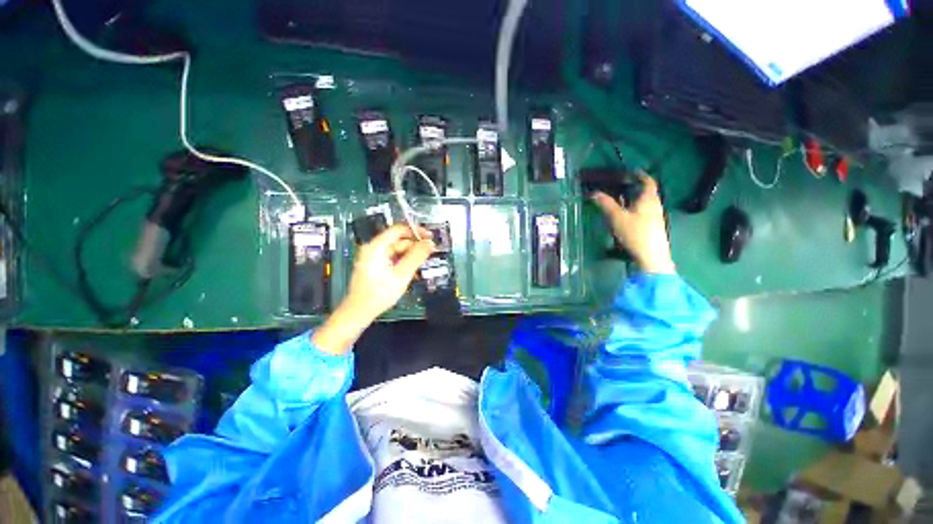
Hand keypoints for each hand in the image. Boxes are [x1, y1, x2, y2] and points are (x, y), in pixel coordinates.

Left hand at [313, 225, 433, 353]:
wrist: (358, 313)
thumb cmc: (379, 293)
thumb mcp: (402, 274)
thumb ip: (416, 257)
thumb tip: (430, 243)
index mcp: (377, 247)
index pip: (399, 230)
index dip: (416, 231)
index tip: (430, 237)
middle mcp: (374, 249)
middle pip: (398, 241)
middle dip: (415, 246)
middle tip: (431, 252)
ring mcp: (374, 258)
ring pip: (397, 251)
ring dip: (411, 256)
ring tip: (424, 263)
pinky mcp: (376, 267)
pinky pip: (393, 260)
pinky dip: (404, 263)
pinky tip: (413, 271)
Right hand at [592, 174, 674, 273]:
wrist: (651, 256)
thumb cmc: (635, 234)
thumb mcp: (617, 218)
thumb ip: (605, 204)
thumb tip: (593, 193)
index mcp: (648, 199)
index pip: (647, 181)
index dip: (639, 175)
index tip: (630, 172)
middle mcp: (654, 205)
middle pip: (646, 191)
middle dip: (634, 187)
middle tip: (619, 186)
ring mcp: (655, 217)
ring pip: (644, 202)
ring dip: (633, 199)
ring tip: (619, 200)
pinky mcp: (652, 227)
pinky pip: (643, 211)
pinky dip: (634, 208)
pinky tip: (625, 216)